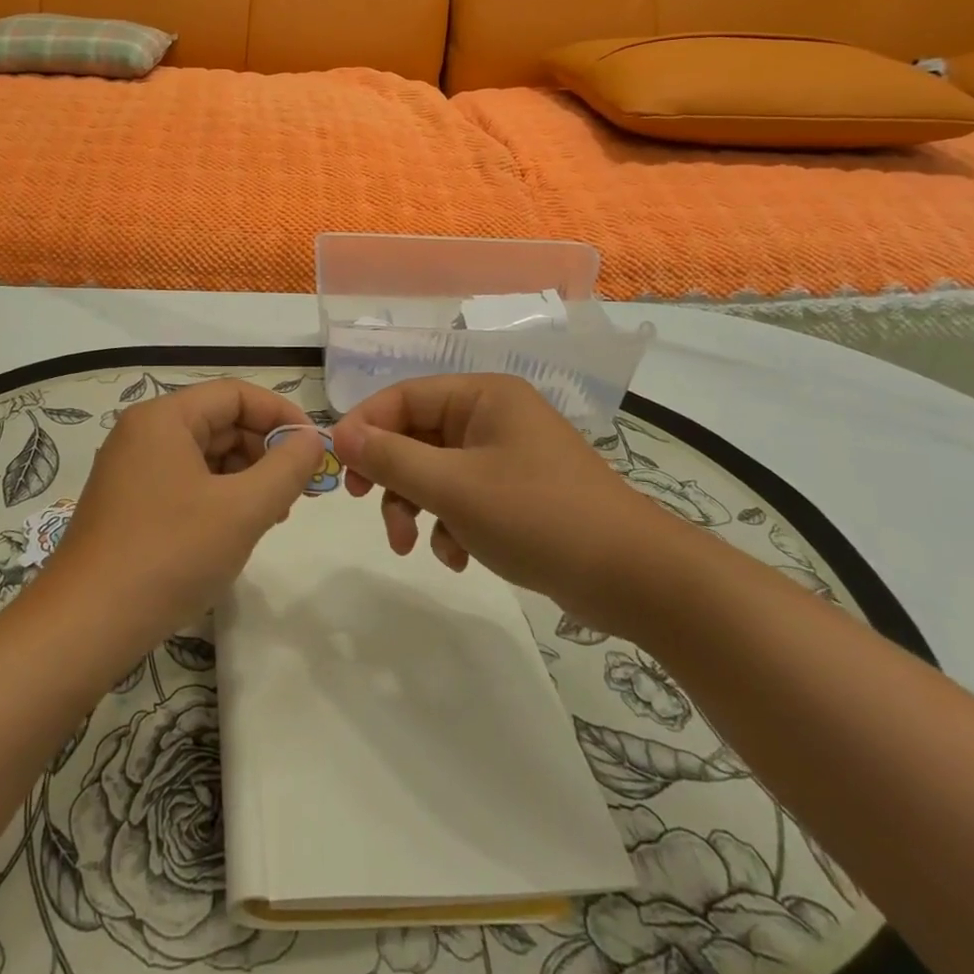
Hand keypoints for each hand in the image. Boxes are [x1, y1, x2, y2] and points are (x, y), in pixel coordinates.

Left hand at [37, 379, 325, 656]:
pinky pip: (186, 483)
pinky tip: (236, 531)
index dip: (281, 414)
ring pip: (204, 456)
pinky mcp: (129, 504)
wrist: (85, 626)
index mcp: (164, 418)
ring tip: (272, 516)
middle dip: (264, 452)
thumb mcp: (242, 510)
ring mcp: (132, 469)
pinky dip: (219, 498)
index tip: (314, 449)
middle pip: (219, 422)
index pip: (235, 394)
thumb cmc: (169, 555)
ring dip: (245, 478)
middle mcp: (143, 433)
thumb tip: (311, 439)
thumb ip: (286, 468)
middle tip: (297, 492)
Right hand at [331, 374, 672, 631]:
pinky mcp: (516, 494)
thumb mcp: (454, 487)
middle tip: (366, 504)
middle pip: (416, 435)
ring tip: (412, 547)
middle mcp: (493, 417)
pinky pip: (462, 498)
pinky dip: (449, 525)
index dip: (365, 426)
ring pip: (435, 471)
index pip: (403, 396)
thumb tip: (340, 434)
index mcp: (482, 397)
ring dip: (415, 506)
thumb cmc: (538, 516)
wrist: (634, 577)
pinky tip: (457, 557)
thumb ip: (392, 458)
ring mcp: (506, 456)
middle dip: (391, 476)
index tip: (339, 465)